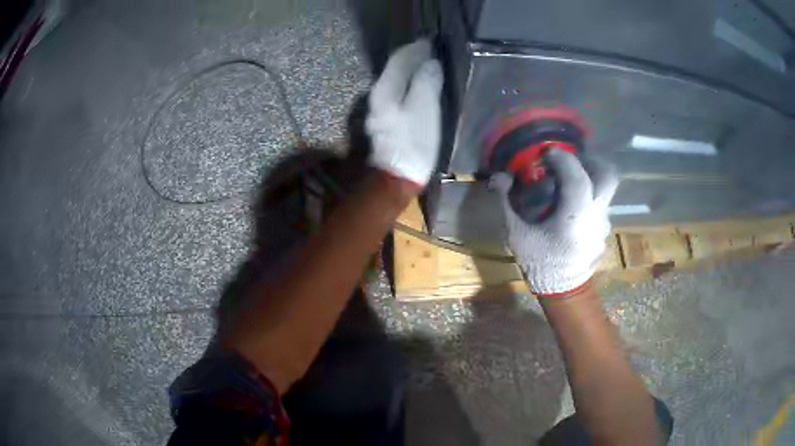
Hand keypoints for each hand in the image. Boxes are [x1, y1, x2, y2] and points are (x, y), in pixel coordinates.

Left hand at [366, 39, 443, 186]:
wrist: (396, 177)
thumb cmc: (413, 142)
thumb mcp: (425, 108)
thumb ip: (426, 81)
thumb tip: (430, 63)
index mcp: (385, 89)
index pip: (399, 59)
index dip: (416, 49)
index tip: (431, 43)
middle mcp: (376, 95)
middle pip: (394, 69)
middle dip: (412, 58)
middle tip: (431, 52)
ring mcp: (378, 109)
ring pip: (395, 81)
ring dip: (410, 72)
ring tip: (428, 67)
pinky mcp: (384, 122)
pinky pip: (397, 94)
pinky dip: (408, 86)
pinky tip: (419, 89)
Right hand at [492, 150, 618, 295]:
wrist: (564, 293)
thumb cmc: (540, 263)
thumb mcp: (517, 234)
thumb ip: (507, 203)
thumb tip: (500, 178)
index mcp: (575, 214)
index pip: (576, 175)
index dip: (563, 158)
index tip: (548, 153)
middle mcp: (596, 214)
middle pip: (607, 175)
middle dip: (591, 161)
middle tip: (572, 160)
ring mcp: (604, 224)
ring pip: (605, 191)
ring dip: (590, 180)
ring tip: (570, 185)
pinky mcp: (604, 232)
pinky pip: (600, 206)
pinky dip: (589, 199)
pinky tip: (573, 209)